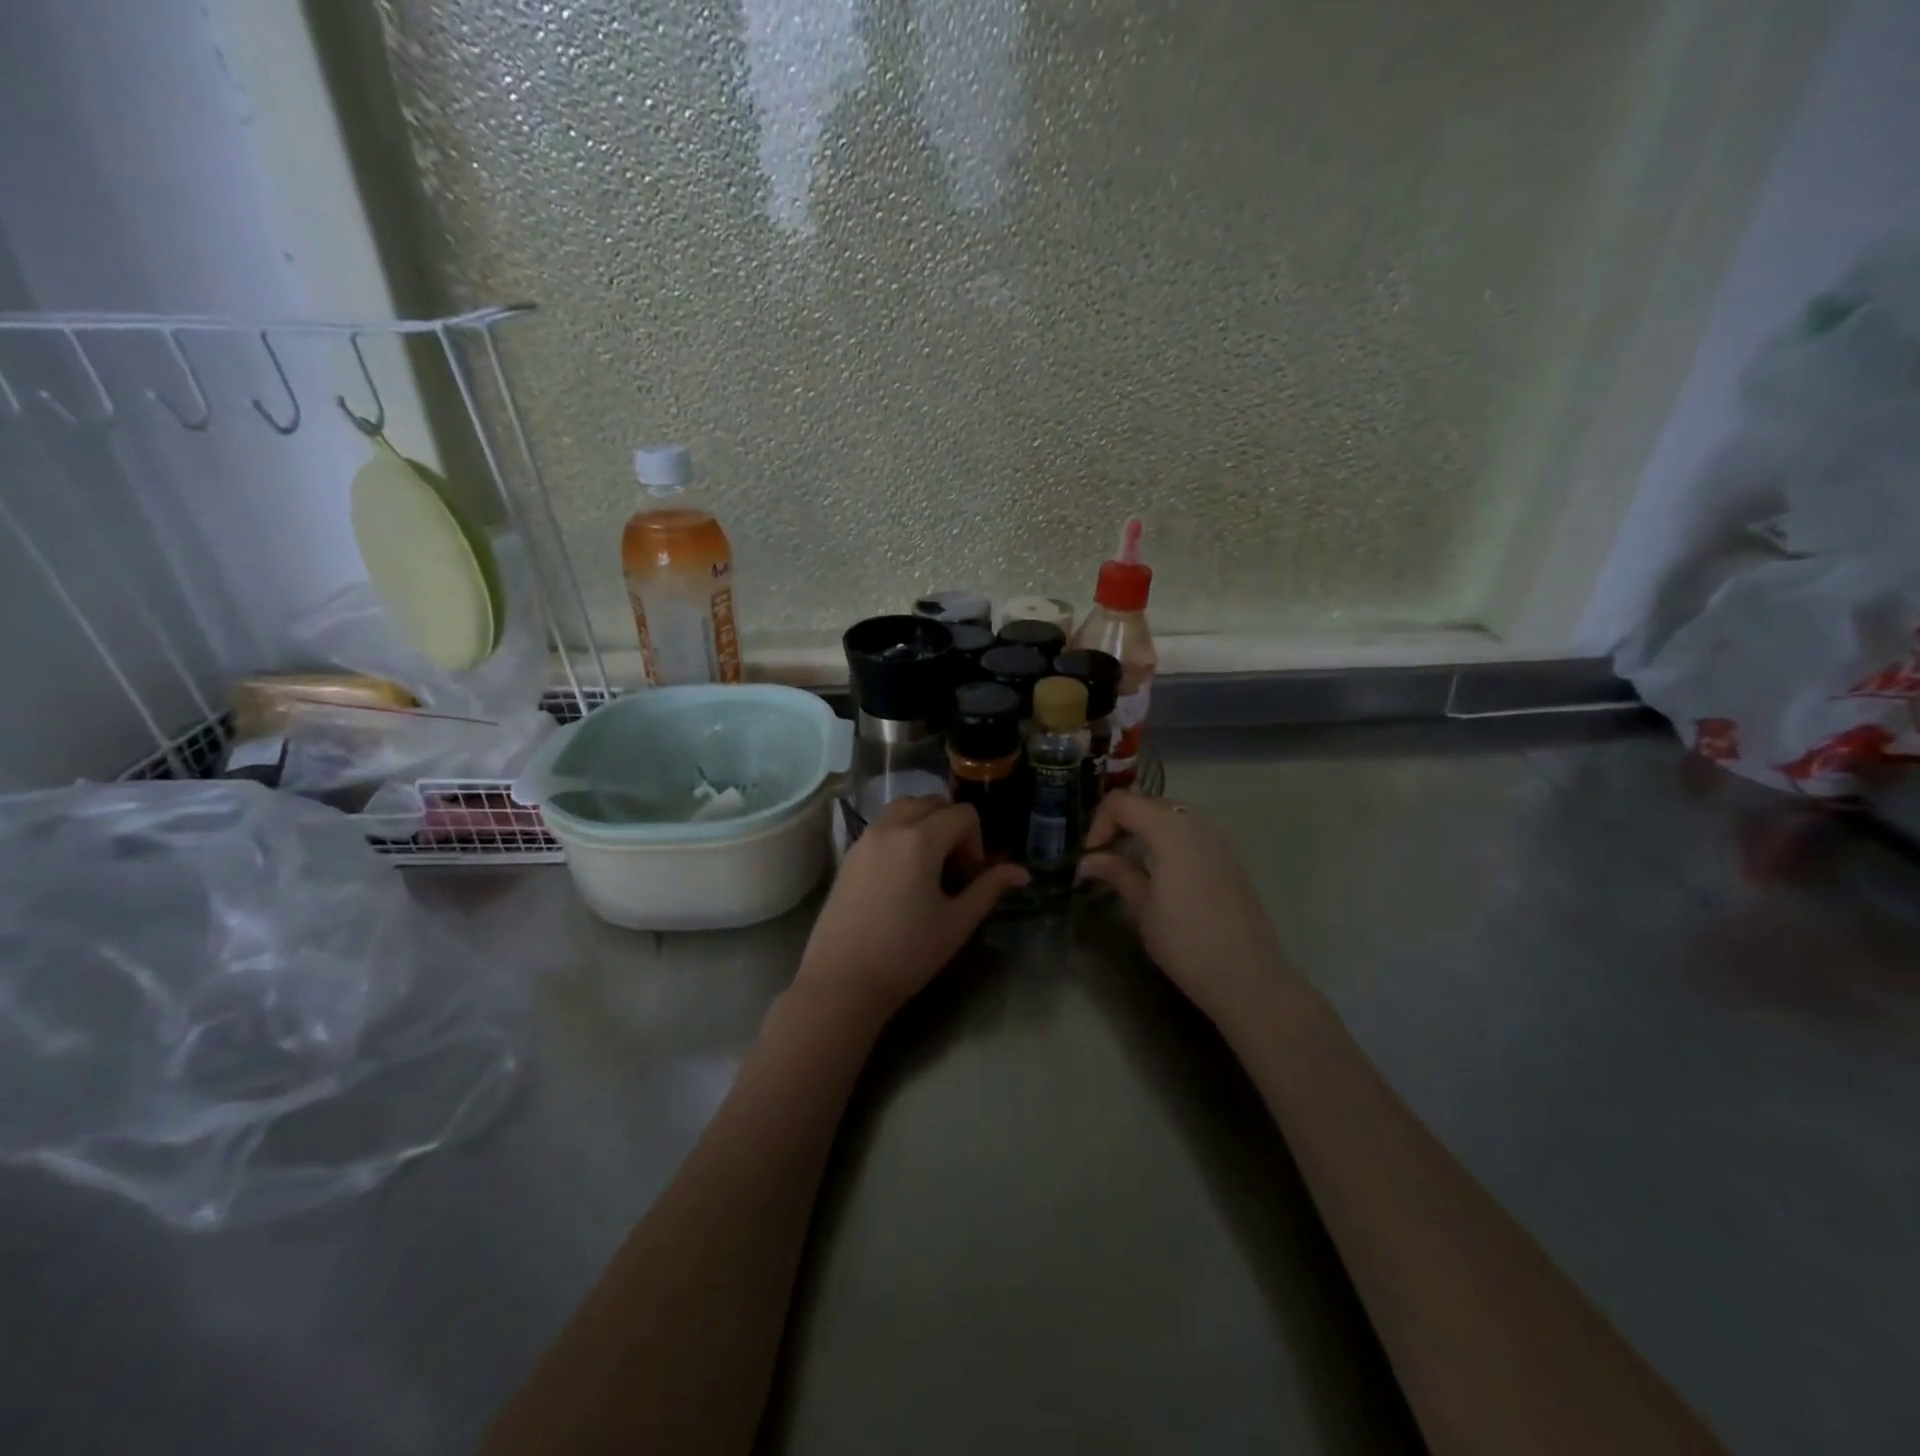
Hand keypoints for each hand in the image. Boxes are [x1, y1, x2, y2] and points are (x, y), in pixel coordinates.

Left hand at [794, 797, 1028, 1026]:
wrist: (842, 981)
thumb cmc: (906, 953)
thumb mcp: (957, 922)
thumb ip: (989, 888)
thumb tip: (1021, 872)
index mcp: (921, 839)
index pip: (963, 813)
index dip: (976, 841)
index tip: (970, 877)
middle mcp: (890, 827)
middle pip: (932, 803)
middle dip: (952, 826)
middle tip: (954, 869)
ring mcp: (865, 838)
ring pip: (904, 808)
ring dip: (925, 823)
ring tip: (929, 866)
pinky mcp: (849, 854)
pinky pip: (883, 825)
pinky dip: (901, 833)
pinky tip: (902, 876)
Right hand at [1079, 792, 1293, 1026]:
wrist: (1247, 977)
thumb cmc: (1185, 942)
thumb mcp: (1142, 907)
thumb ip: (1117, 873)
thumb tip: (1089, 860)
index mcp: (1170, 830)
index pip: (1123, 802)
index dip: (1099, 822)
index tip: (1090, 855)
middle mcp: (1197, 824)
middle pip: (1148, 803)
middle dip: (1120, 821)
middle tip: (1104, 854)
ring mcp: (1218, 840)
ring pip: (1172, 815)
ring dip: (1144, 828)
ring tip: (1128, 861)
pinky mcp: (1230, 858)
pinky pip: (1191, 833)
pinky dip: (1168, 840)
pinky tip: (1161, 872)